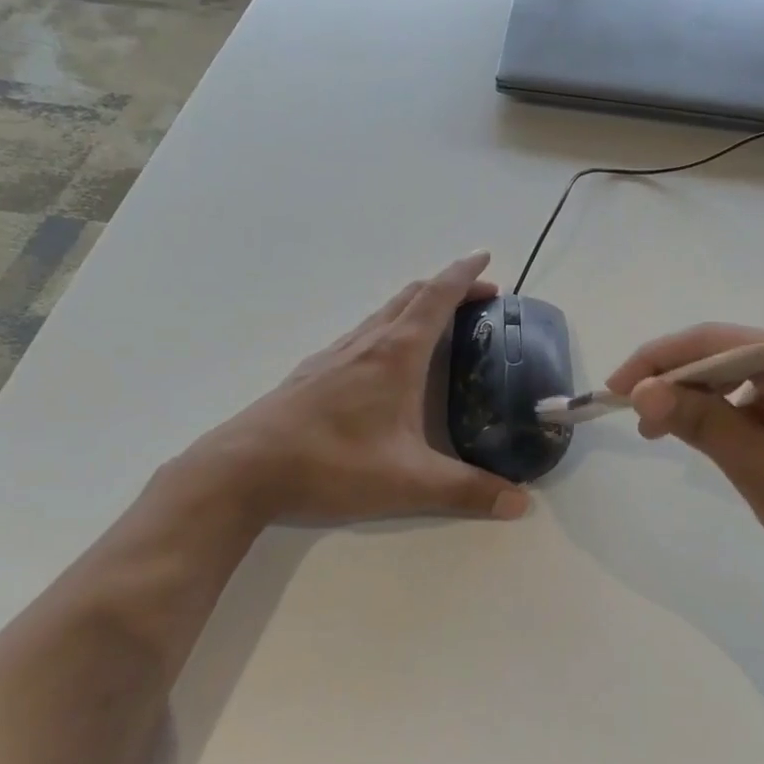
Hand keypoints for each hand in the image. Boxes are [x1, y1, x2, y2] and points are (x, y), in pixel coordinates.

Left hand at [171, 252, 529, 525]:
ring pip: (384, 313)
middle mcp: (367, 344)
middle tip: (480, 295)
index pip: (437, 298)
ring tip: (440, 321)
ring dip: (417, 305)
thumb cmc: (331, 464)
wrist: (244, 469)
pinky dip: (390, 327)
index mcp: (396, 355)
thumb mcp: (408, 483)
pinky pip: (363, 334)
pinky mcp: (314, 372)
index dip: (464, 275)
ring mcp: (336, 355)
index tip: (486, 259)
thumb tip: (520, 504)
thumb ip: (467, 491)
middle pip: (411, 296)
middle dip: (448, 286)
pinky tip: (386, 360)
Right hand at [605, 324, 763, 599]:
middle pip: (733, 352)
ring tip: (688, 438)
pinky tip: (742, 443)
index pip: (710, 340)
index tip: (614, 393)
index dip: (655, 362)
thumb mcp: (761, 470)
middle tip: (645, 425)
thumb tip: (642, 392)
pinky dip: (751, 410)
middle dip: (683, 383)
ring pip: (757, 372)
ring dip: (715, 398)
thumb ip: (699, 421)